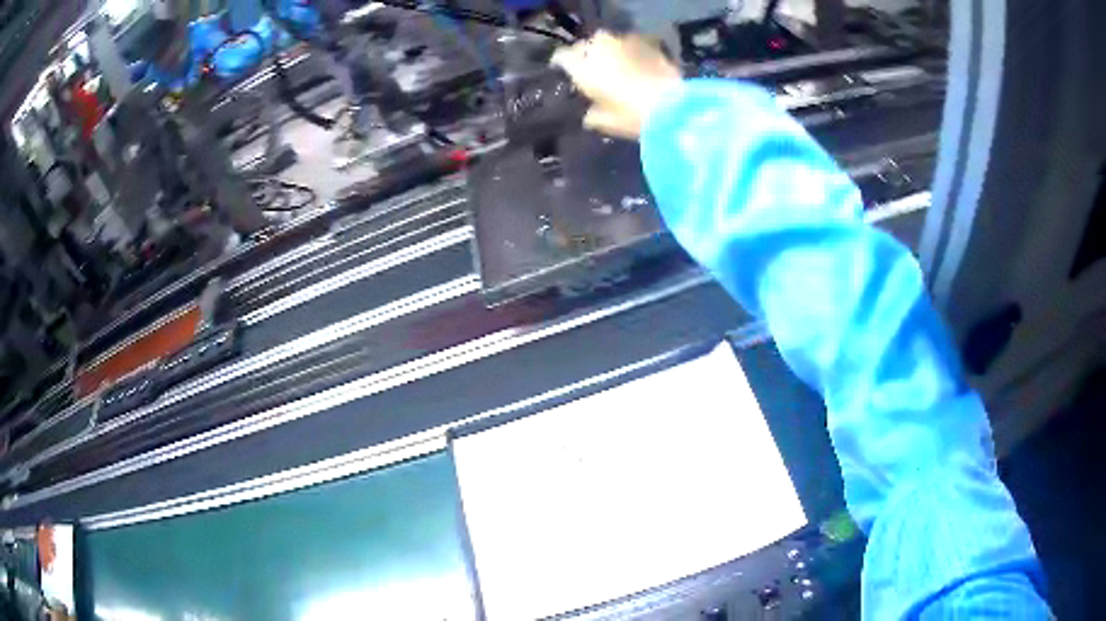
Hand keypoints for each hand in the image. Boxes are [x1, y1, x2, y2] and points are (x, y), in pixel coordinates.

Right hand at [551, 31, 682, 138]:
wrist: (672, 106)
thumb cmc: (631, 116)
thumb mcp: (604, 122)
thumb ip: (592, 113)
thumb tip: (590, 112)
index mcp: (582, 66)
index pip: (562, 57)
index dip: (561, 63)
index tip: (564, 70)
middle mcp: (599, 48)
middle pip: (587, 45)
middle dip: (587, 53)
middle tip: (594, 67)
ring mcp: (625, 42)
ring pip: (610, 41)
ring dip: (610, 50)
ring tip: (617, 64)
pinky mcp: (648, 43)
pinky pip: (632, 44)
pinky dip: (631, 51)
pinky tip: (637, 64)